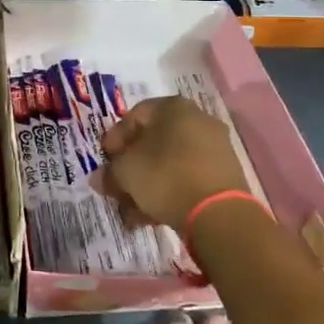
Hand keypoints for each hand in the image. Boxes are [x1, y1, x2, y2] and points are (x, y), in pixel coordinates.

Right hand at [93, 95, 248, 229]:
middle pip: (153, 142)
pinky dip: (169, 192)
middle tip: (117, 188)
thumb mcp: (126, 172)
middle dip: (131, 167)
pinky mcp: (224, 175)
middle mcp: (197, 120)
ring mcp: (214, 148)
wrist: (218, 213)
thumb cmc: (165, 176)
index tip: (105, 162)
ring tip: (132, 212)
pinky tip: (152, 216)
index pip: (134, 116)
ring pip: (169, 163)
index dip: (114, 139)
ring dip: (147, 185)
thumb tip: (99, 178)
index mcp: (173, 107)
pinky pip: (187, 178)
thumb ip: (110, 172)